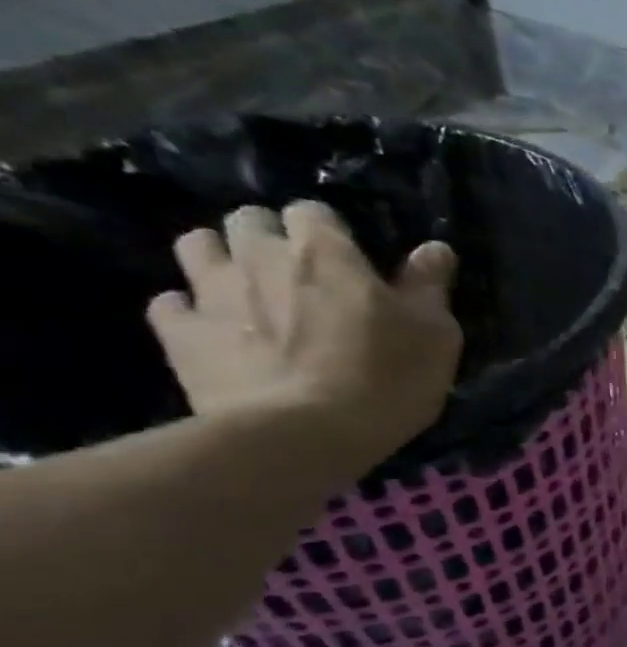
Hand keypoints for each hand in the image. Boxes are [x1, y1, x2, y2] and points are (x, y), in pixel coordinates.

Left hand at [147, 201, 461, 473]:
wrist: (305, 434)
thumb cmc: (387, 378)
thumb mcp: (435, 335)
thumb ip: (429, 286)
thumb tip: (434, 248)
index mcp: (324, 253)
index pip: (312, 212)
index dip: (328, 231)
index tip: (347, 257)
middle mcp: (260, 258)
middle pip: (248, 220)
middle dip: (268, 236)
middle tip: (296, 271)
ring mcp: (212, 294)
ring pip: (197, 247)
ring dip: (220, 258)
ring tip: (248, 289)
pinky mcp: (181, 334)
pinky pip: (171, 305)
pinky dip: (189, 309)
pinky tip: (212, 328)